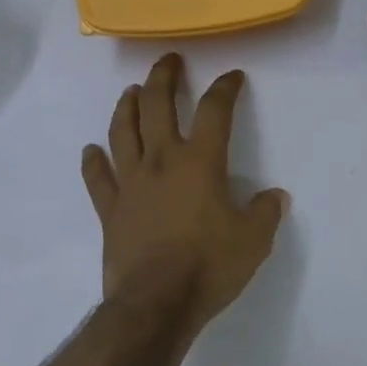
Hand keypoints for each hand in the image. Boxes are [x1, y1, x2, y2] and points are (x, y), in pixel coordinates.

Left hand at [80, 54, 287, 332]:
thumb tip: (274, 197)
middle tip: (169, 61)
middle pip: (157, 105)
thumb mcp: (253, 241)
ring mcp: (131, 182)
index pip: (215, 111)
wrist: (155, 304)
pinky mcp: (110, 209)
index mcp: (200, 162)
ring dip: (126, 106)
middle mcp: (162, 160)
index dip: (225, 88)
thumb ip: (264, 213)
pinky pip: (98, 178)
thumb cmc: (208, 266)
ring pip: (123, 132)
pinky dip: (93, 161)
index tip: (232, 76)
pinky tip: (91, 150)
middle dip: (163, 77)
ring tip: (131, 91)